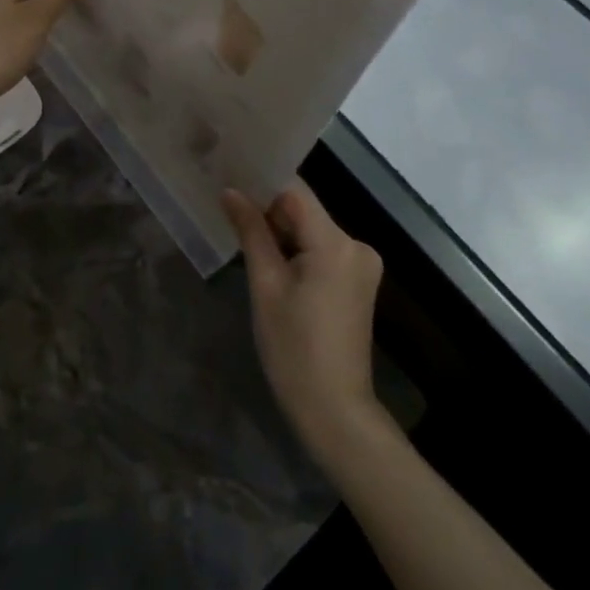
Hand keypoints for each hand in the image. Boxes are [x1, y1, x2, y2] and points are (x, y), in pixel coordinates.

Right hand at [223, 181, 385, 464]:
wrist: (335, 411)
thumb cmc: (294, 349)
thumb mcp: (265, 286)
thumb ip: (251, 232)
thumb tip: (230, 191)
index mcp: (335, 243)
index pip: (294, 192)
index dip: (262, 183)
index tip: (230, 178)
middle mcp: (356, 245)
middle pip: (304, 210)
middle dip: (268, 210)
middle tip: (228, 208)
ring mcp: (361, 264)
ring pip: (312, 229)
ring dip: (281, 231)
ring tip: (241, 231)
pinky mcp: (358, 281)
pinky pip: (322, 249)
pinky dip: (297, 249)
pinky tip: (271, 259)